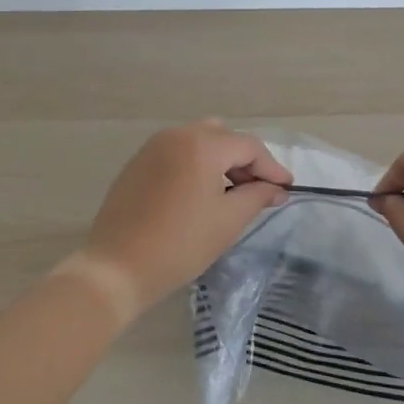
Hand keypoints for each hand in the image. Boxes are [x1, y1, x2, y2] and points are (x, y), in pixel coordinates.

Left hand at [76, 120, 292, 317]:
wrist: (116, 268)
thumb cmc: (180, 245)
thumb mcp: (228, 221)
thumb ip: (257, 196)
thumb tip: (276, 189)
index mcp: (201, 145)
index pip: (248, 147)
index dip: (271, 167)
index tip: (286, 188)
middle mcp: (176, 135)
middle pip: (223, 137)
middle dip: (245, 160)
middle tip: (258, 190)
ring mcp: (152, 148)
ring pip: (198, 141)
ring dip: (219, 161)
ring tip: (230, 193)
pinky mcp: (137, 164)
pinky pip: (176, 153)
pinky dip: (195, 165)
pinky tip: (199, 194)